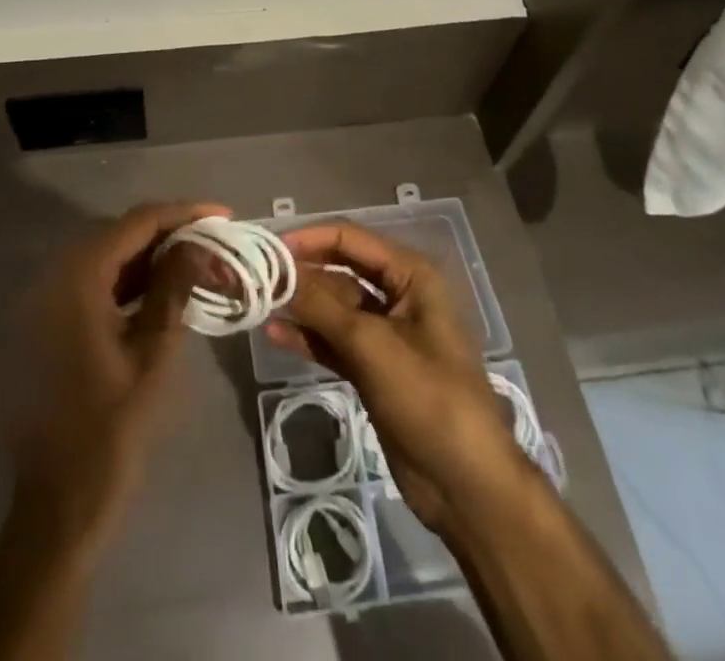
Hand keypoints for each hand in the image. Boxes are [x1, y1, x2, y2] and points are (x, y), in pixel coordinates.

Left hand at [6, 201, 225, 552]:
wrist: (56, 506)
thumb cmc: (109, 431)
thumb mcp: (151, 356)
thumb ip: (172, 290)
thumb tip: (196, 245)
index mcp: (77, 279)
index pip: (136, 224)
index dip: (182, 213)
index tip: (223, 214)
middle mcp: (55, 278)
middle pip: (119, 235)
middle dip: (169, 232)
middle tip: (214, 238)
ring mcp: (47, 301)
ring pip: (107, 259)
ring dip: (150, 257)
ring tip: (197, 259)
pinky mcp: (48, 324)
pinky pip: (93, 285)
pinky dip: (128, 282)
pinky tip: (161, 290)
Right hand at [267, 224, 535, 537]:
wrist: (467, 484)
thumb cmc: (428, 398)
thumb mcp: (371, 345)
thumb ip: (321, 306)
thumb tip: (276, 275)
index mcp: (411, 276)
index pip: (351, 240)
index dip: (310, 239)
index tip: (269, 248)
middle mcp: (399, 296)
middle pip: (341, 272)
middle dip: (302, 274)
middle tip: (257, 278)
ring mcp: (386, 335)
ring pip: (335, 308)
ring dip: (301, 307)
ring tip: (259, 306)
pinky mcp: (375, 368)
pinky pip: (336, 342)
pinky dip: (309, 338)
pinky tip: (276, 335)